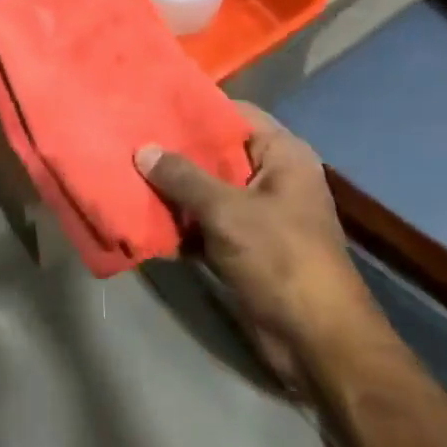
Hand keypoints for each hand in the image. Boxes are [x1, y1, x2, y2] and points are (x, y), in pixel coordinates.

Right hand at [137, 105, 370, 343]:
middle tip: (133, 137)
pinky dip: (182, 223)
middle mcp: (273, 178)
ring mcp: (260, 215)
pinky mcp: (246, 248)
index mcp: (283, 155)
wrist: (317, 343)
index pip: (235, 114)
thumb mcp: (227, 211)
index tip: (155, 103)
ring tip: (129, 171)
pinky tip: (144, 217)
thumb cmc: (280, 259)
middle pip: (218, 153)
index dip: (197, 108)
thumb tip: (144, 150)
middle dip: (177, 151)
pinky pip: (207, 224)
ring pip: (209, 190)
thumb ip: (183, 177)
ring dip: (175, 189)